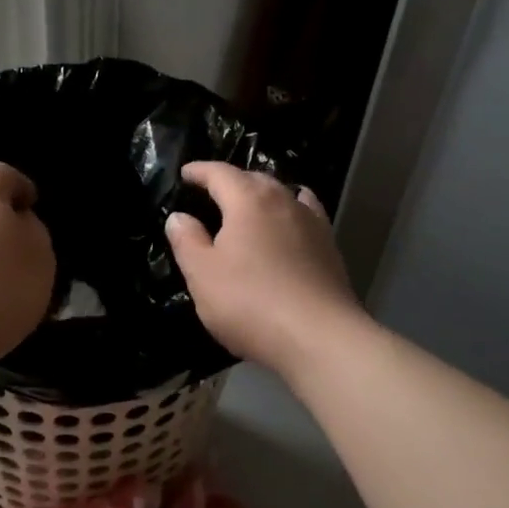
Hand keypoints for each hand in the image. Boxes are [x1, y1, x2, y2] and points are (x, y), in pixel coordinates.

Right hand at [166, 162, 360, 374]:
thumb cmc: (250, 303)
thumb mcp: (202, 274)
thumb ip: (187, 241)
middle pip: (255, 179)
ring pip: (284, 195)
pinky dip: (291, 212)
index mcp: (249, 201)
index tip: (185, 173)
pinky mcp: (330, 248)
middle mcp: (284, 201)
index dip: (200, 171)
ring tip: (250, 205)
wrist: (318, 337)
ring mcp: (312, 223)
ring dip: (263, 195)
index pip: (220, 173)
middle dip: (232, 181)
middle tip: (213, 191)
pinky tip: (290, 224)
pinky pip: (306, 216)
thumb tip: (178, 217)